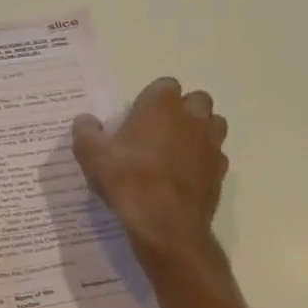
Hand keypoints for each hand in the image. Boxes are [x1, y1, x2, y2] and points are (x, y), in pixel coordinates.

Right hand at [73, 77, 227, 259]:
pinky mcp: (221, 172)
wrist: (164, 222)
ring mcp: (211, 144)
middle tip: (160, 130)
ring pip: (214, 124)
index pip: (165, 85)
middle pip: (197, 100)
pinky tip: (186, 175)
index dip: (152, 98)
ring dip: (200, 130)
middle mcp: (192, 117)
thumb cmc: (126, 178)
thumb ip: (86, 132)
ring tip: (177, 149)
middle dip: (183, 110)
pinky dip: (205, 160)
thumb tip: (86, 121)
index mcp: (162, 105)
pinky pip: (216, 156)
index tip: (138, 116)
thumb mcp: (91, 154)